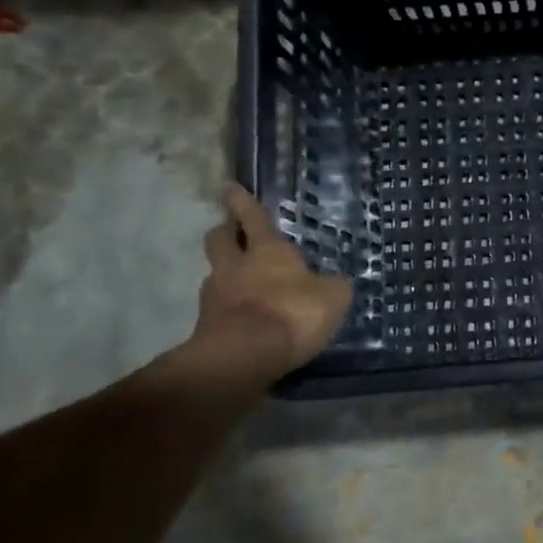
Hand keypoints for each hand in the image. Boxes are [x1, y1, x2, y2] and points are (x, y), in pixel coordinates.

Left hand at [185, 184, 353, 384]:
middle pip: (219, 239)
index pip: (252, 217)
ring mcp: (215, 296)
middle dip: (224, 232)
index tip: (229, 186)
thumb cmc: (293, 313)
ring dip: (224, 274)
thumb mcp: (332, 297)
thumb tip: (335, 282)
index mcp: (267, 250)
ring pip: (215, 274)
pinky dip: (227, 309)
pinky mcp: (207, 327)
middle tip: (231, 232)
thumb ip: (332, 286)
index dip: (241, 201)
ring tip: (241, 284)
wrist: (245, 356)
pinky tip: (243, 318)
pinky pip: (217, 309)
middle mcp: (235, 266)